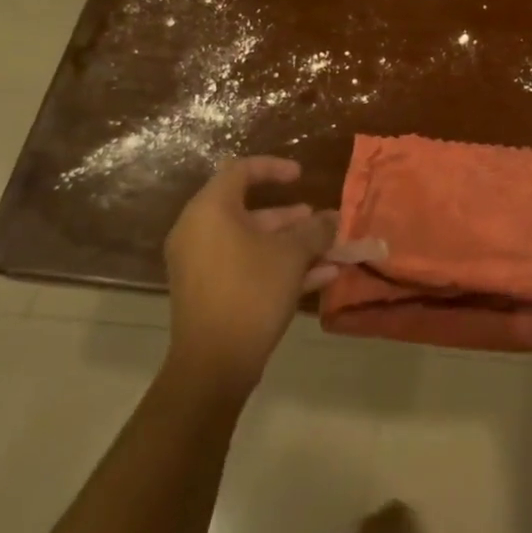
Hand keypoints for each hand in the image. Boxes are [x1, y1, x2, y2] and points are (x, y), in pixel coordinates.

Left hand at [164, 157, 336, 396]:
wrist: (213, 364)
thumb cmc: (251, 291)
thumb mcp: (292, 255)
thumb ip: (315, 230)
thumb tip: (333, 219)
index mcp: (210, 210)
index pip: (241, 171)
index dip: (274, 168)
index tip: (301, 176)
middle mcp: (199, 232)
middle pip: (248, 211)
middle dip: (290, 217)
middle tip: (319, 220)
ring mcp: (200, 265)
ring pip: (251, 243)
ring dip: (290, 244)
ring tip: (328, 249)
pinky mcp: (208, 293)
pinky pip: (245, 267)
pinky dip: (276, 266)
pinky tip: (321, 277)